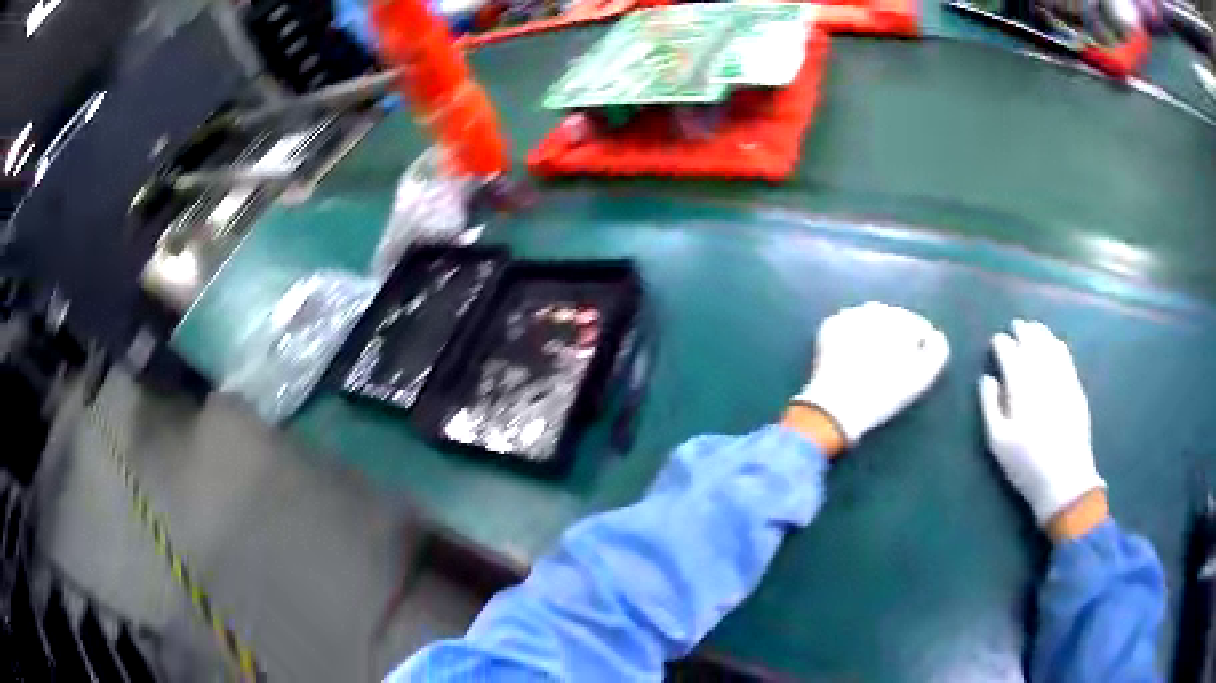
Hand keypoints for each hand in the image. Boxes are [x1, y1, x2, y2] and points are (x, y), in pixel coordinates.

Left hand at [792, 302, 949, 445]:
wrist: (838, 405)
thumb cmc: (885, 393)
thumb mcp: (922, 377)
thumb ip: (938, 351)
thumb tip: (935, 335)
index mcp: (900, 318)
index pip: (918, 327)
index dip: (920, 347)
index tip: (915, 366)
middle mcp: (876, 308)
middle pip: (894, 321)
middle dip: (897, 337)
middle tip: (894, 364)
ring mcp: (851, 314)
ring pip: (871, 321)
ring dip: (875, 334)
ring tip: (874, 361)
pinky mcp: (830, 326)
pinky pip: (849, 327)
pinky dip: (854, 337)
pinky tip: (854, 357)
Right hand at [978, 320, 1106, 529]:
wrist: (1065, 480)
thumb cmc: (1026, 464)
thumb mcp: (998, 442)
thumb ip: (989, 406)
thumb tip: (987, 378)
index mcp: (1020, 386)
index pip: (1009, 352)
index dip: (1001, 344)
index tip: (995, 343)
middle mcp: (1042, 373)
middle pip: (1031, 341)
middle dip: (1021, 331)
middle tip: (1014, 327)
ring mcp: (1062, 377)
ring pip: (1049, 344)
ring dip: (1040, 333)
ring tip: (1032, 329)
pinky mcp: (1076, 385)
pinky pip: (1065, 356)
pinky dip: (1057, 345)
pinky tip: (1054, 344)